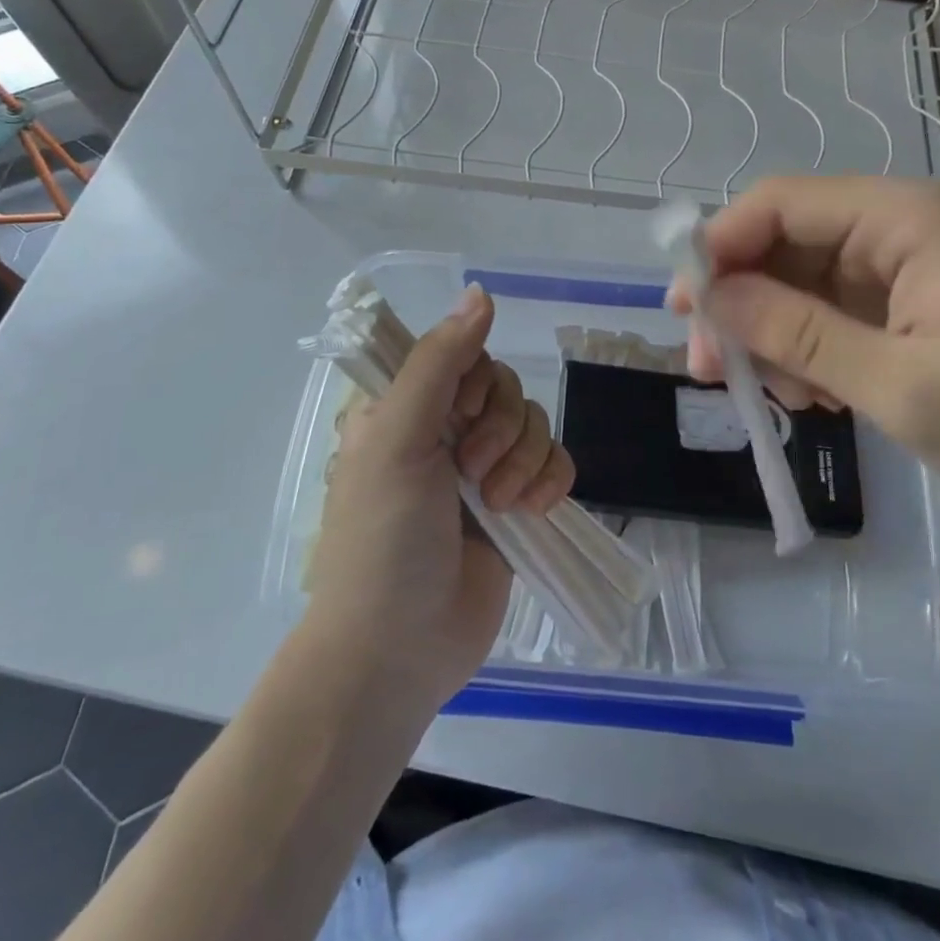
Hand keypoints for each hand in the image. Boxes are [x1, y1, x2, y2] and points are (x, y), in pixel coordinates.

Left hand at [305, 286, 573, 705]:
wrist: (399, 649)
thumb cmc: (383, 537)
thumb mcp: (399, 437)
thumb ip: (440, 361)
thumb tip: (481, 291)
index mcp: (405, 408)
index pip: (461, 353)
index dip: (474, 378)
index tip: (459, 412)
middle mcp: (445, 431)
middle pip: (505, 387)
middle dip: (499, 427)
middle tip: (469, 472)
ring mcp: (484, 470)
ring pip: (534, 423)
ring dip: (523, 460)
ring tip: (495, 504)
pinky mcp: (518, 504)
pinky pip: (555, 463)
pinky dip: (549, 482)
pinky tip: (528, 511)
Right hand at [667, 177, 939, 510]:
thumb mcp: (903, 384)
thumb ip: (801, 336)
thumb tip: (713, 299)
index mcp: (900, 220)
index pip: (780, 203)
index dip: (720, 246)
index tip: (684, 308)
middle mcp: (893, 228)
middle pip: (781, 244)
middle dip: (738, 303)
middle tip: (708, 368)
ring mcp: (899, 267)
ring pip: (798, 283)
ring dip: (771, 334)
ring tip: (779, 397)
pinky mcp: (905, 303)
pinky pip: (828, 312)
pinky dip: (807, 350)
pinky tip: (816, 396)